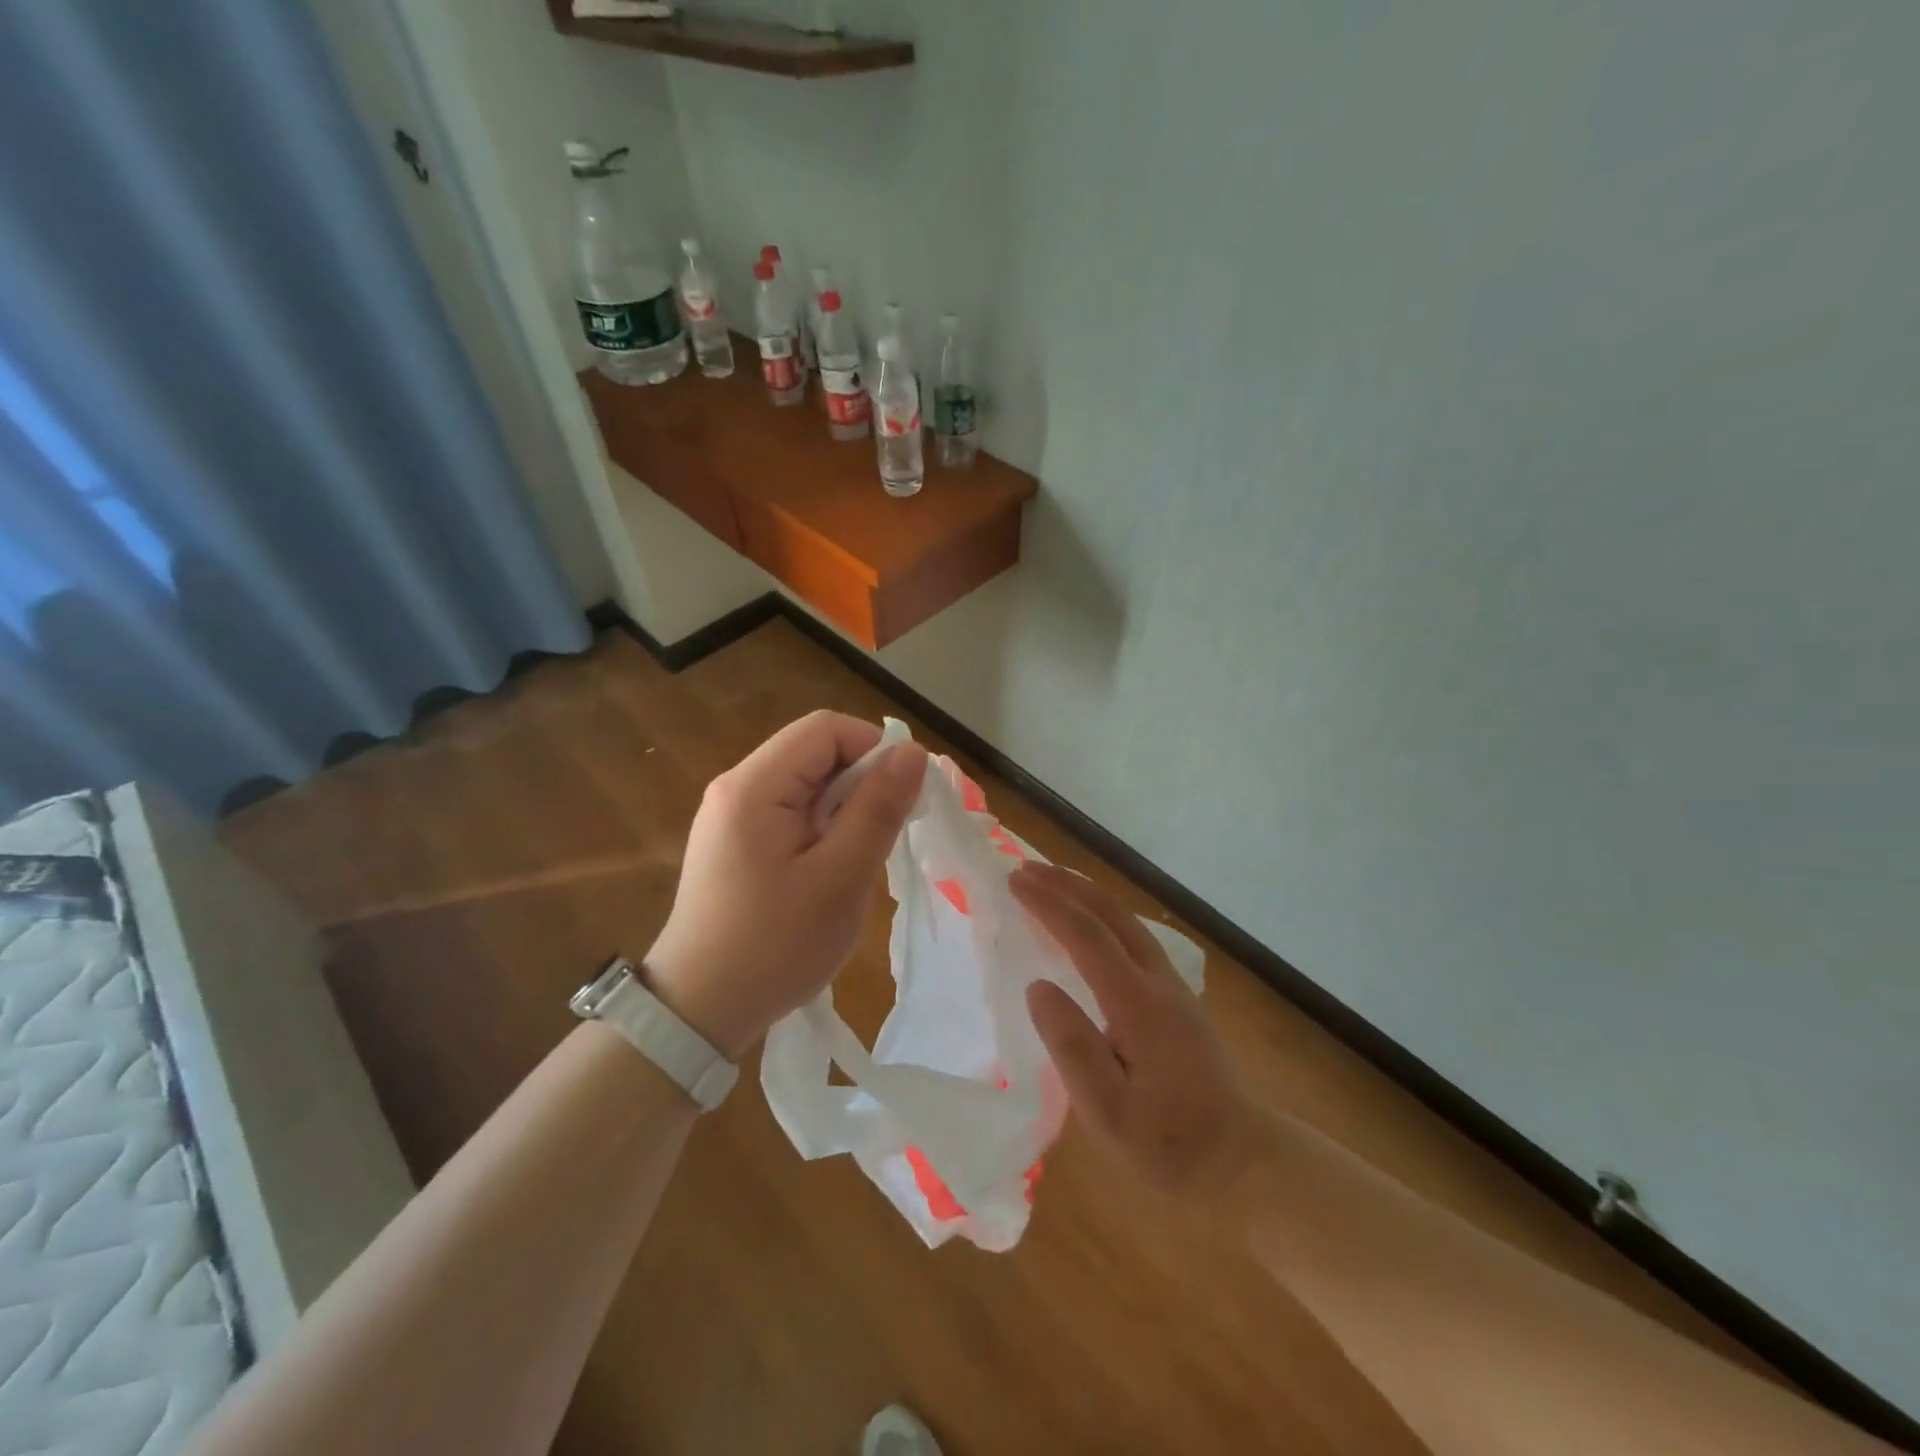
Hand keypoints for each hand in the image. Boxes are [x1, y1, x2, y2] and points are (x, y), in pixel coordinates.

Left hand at [644, 711, 926, 1057]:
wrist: (699, 1011)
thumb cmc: (774, 946)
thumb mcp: (840, 878)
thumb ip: (878, 809)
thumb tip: (912, 752)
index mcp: (754, 785)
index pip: (825, 729)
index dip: (873, 749)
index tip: (901, 798)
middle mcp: (736, 787)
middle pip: (814, 753)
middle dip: (860, 783)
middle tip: (884, 837)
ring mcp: (730, 815)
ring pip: (806, 784)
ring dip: (844, 810)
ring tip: (857, 861)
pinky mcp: (734, 842)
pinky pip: (790, 812)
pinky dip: (822, 829)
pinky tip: (830, 871)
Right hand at [1011, 862, 1263, 1206]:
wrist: (1242, 1161)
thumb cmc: (1169, 1144)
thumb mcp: (1108, 1112)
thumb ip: (1072, 1047)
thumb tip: (1038, 987)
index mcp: (1138, 1004)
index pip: (1087, 936)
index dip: (1049, 905)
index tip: (1014, 882)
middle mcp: (1158, 982)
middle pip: (1111, 914)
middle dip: (1066, 885)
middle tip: (1024, 868)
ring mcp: (1173, 987)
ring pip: (1127, 921)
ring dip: (1087, 895)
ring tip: (1052, 882)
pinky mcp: (1178, 998)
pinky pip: (1135, 936)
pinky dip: (1103, 915)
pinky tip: (1091, 923)